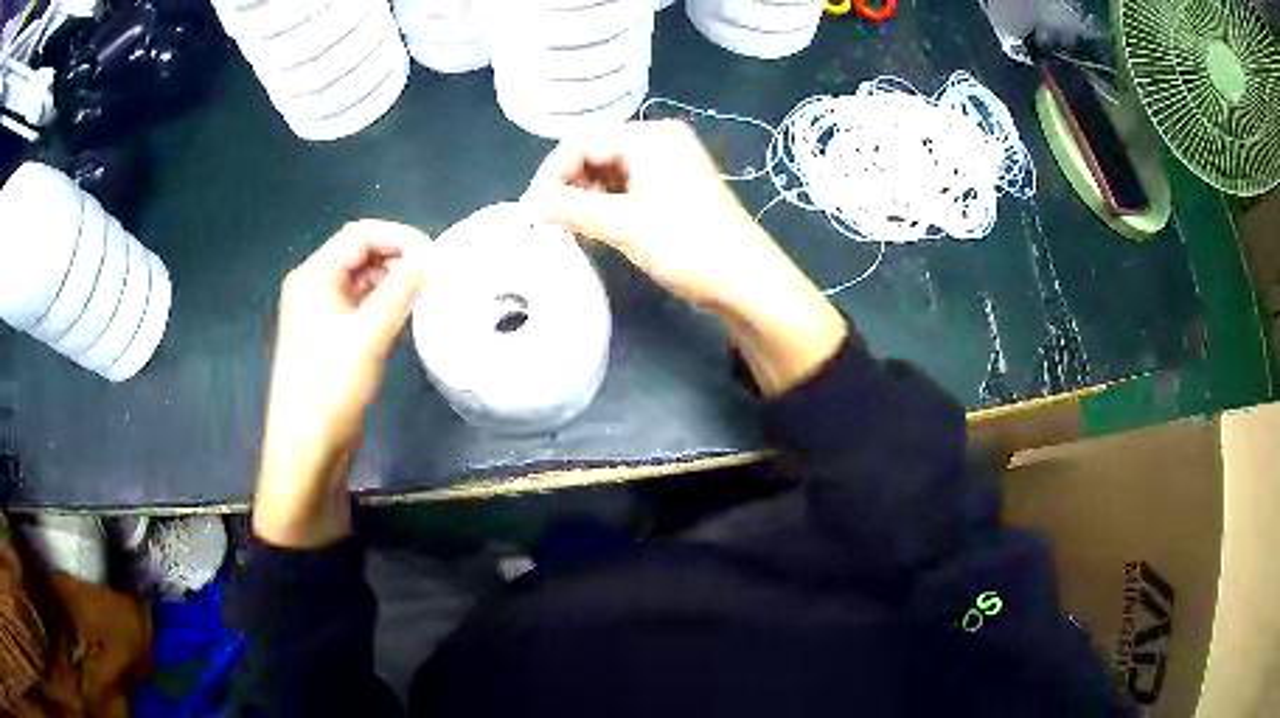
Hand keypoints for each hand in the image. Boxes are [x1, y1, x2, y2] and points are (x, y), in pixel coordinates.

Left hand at [254, 220, 429, 548]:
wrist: (307, 448)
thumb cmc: (330, 387)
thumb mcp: (367, 335)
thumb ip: (400, 291)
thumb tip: (429, 258)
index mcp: (314, 276)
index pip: (359, 235)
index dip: (399, 237)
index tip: (435, 256)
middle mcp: (315, 287)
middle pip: (360, 253)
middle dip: (398, 256)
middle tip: (435, 274)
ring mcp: (322, 312)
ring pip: (363, 280)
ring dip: (394, 280)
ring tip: (428, 292)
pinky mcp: (331, 336)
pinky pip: (362, 304)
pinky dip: (385, 302)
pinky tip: (408, 311)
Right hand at [524, 121, 847, 397]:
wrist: (747, 282)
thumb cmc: (687, 244)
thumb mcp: (623, 224)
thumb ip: (571, 208)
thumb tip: (531, 205)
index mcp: (650, 137)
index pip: (582, 142)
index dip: (552, 173)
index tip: (532, 210)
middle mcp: (659, 143)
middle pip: (595, 155)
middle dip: (569, 187)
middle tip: (551, 223)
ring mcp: (669, 168)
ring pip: (609, 175)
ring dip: (585, 201)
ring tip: (572, 231)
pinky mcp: (673, 193)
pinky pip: (626, 191)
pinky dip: (606, 209)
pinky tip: (597, 233)